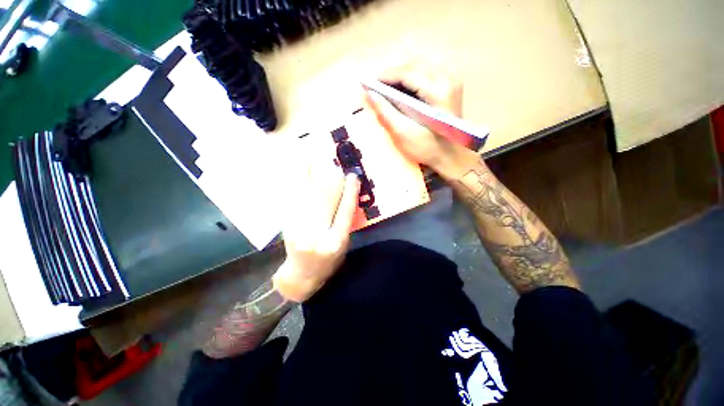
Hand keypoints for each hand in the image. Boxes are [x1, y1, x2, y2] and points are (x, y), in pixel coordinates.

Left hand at [273, 162, 360, 301]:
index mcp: (336, 242)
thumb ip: (344, 222)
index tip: (353, 176)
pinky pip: (293, 203)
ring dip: (309, 178)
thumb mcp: (343, 245)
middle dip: (327, 179)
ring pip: (306, 199)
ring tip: (311, 161)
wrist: (301, 275)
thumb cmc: (328, 262)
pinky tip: (298, 175)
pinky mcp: (287, 228)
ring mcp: (299, 231)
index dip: (350, 193)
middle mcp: (318, 236)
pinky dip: (295, 187)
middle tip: (329, 163)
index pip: (345, 213)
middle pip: (324, 201)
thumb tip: (345, 196)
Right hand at [363, 64, 466, 175]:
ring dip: (403, 71)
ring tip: (390, 86)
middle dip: (393, 73)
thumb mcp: (404, 134)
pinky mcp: (453, 84)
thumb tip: (370, 94)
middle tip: (378, 86)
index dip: (387, 75)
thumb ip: (386, 113)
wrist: (452, 156)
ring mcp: (453, 79)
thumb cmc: (428, 149)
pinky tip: (407, 85)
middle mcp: (448, 79)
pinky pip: (431, 68)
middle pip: (415, 63)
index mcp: (438, 92)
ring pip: (423, 63)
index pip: (408, 72)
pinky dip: (415, 73)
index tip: (370, 83)